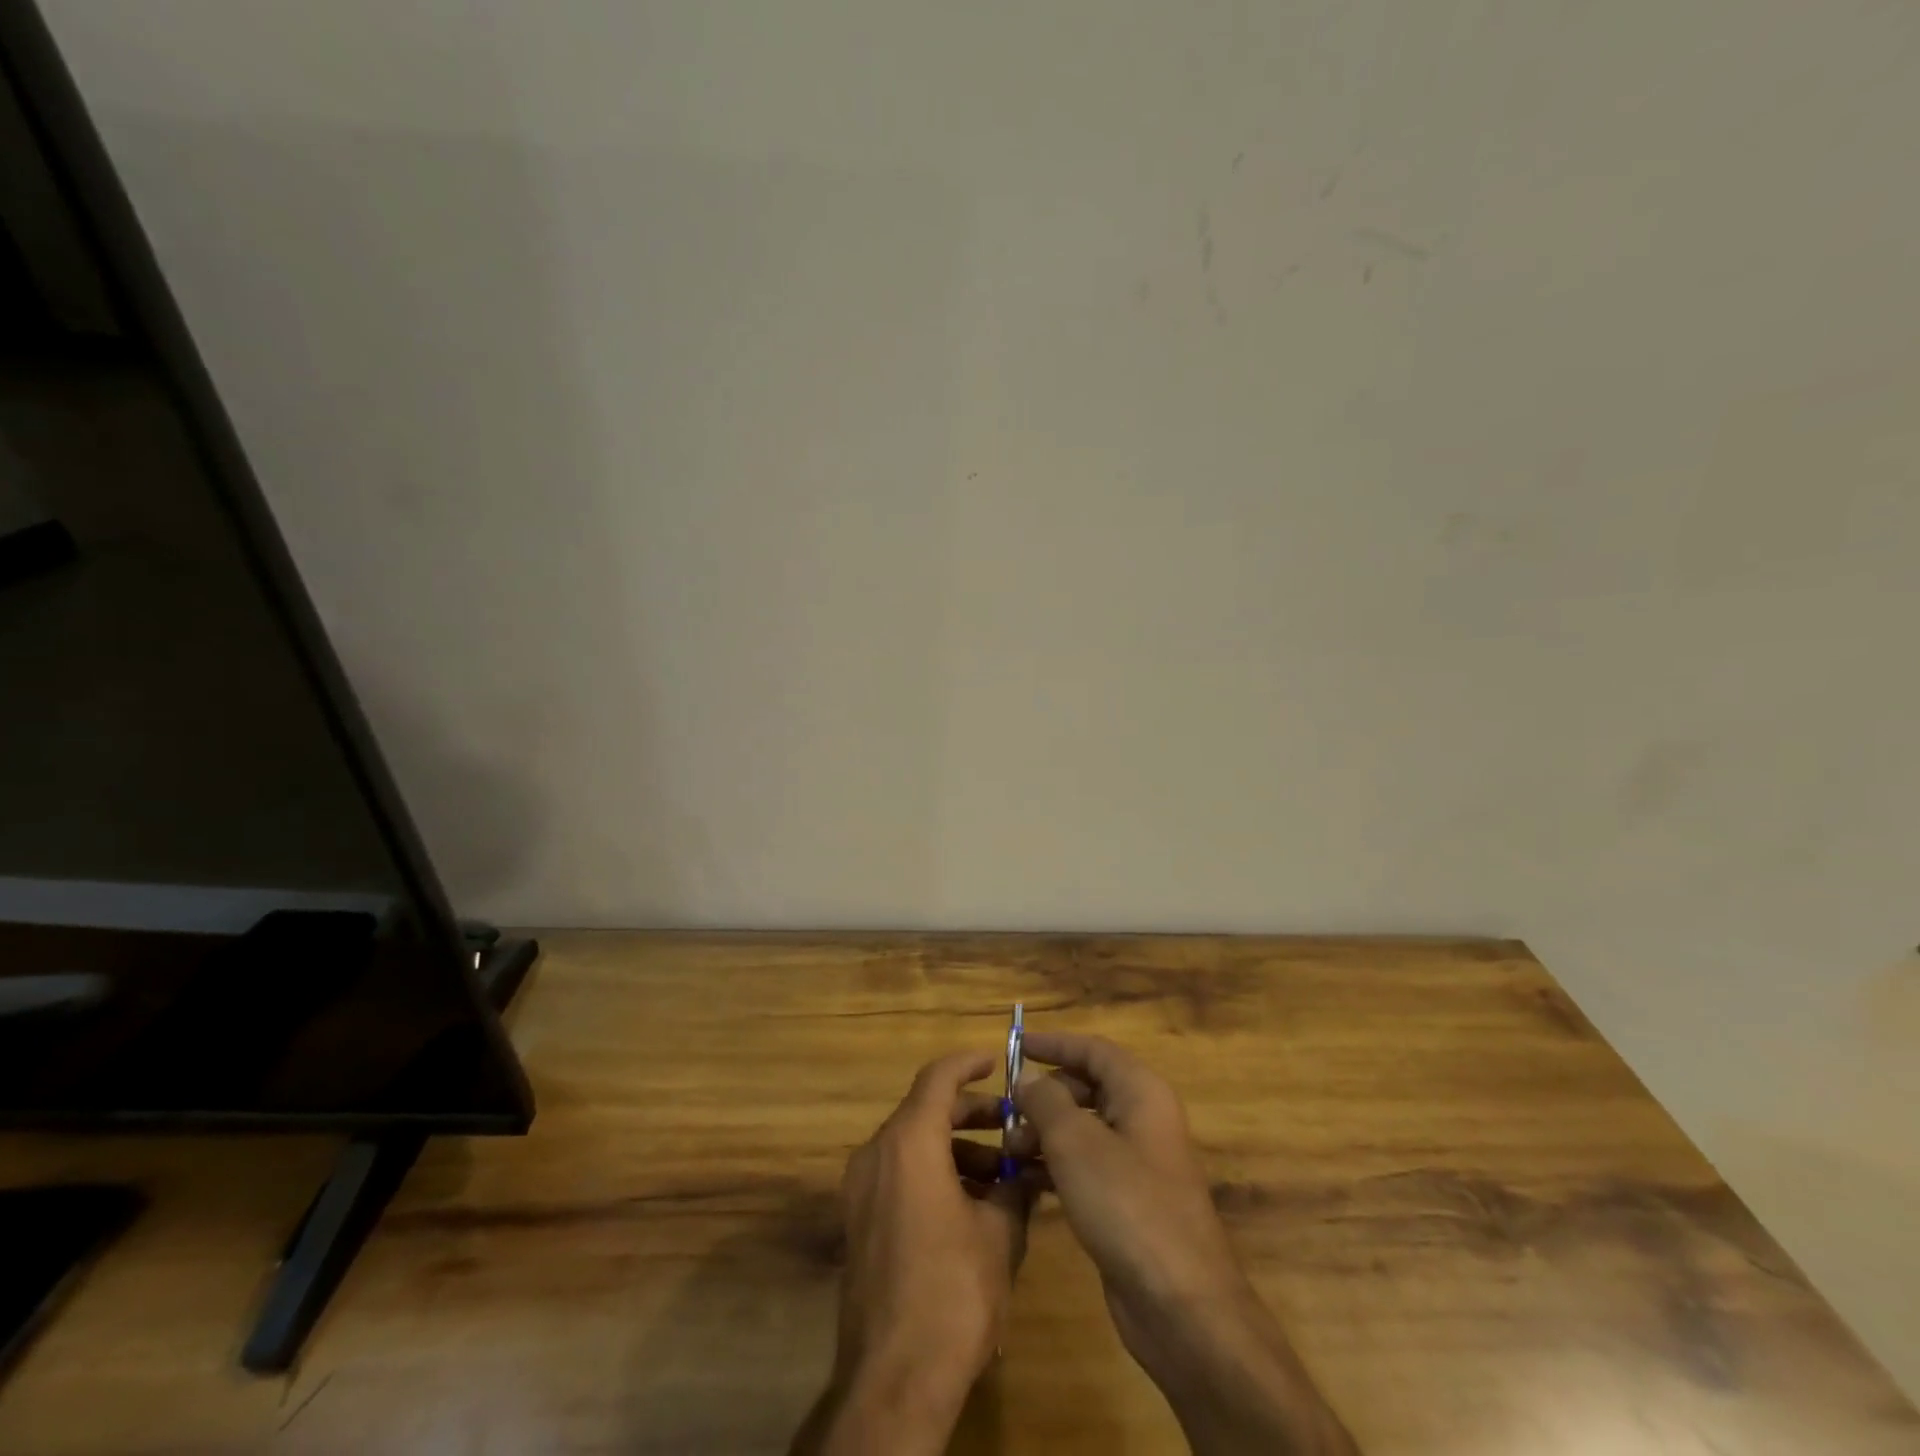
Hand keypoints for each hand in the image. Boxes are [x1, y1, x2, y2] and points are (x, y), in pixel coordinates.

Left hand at [793, 1051, 1030, 1455]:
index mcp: (909, 1142)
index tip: (997, 1060)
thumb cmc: (952, 1293)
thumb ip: (1014, 1188)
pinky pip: (900, 1175)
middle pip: (926, 1110)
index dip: (969, 1063)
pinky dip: (935, 1174)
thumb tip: (1026, 1170)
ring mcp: (862, 1189)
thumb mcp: (999, 1234)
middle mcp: (877, 1153)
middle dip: (972, 1113)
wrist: (893, 1380)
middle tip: (1013, 1124)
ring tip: (1004, 1174)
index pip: (939, 1077)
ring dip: (958, 1149)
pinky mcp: (859, 1221)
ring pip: (914, 1145)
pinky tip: (973, 1205)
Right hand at [1013, 1033, 1356, 1455]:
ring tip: (1010, 1150)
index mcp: (1141, 1092)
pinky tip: (1025, 1178)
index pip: (1093, 1049)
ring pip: (1084, 1128)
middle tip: (1007, 1112)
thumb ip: (1046, 1101)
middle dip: (1045, 1095)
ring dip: (1045, 1132)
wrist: (1181, 1305)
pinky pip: (1087, 1165)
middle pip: (1087, 1086)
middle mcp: (1143, 1118)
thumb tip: (1028, 1077)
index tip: (1016, 1044)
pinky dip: (1056, 1164)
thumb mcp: (1076, 1143)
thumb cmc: (1127, 1205)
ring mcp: (1139, 1162)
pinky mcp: (1129, 1200)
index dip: (1054, 1043)